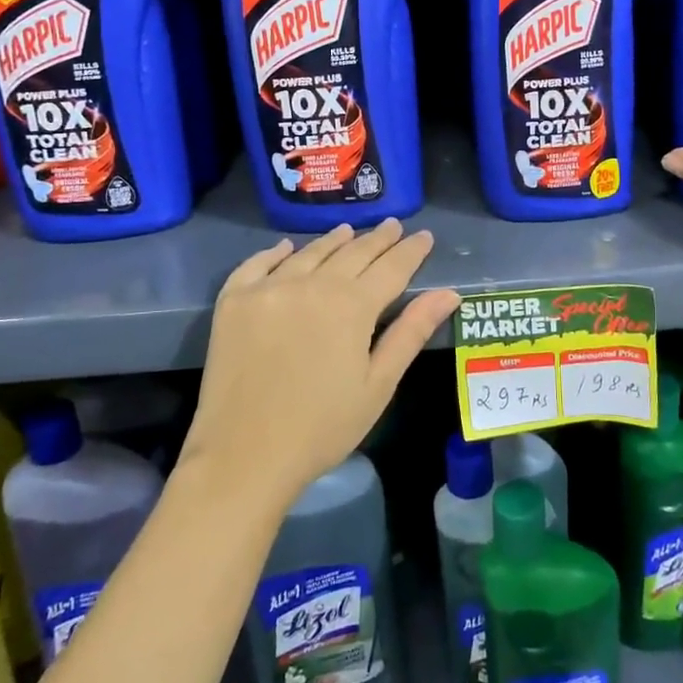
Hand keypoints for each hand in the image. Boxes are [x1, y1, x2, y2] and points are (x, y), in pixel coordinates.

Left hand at [183, 219, 459, 506]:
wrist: (243, 457)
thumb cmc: (322, 428)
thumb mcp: (378, 384)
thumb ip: (411, 332)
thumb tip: (449, 293)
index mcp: (351, 306)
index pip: (391, 267)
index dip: (411, 251)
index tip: (425, 236)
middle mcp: (310, 284)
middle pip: (352, 253)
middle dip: (377, 239)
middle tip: (393, 226)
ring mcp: (268, 288)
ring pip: (309, 253)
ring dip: (333, 240)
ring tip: (349, 231)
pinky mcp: (234, 300)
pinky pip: (257, 264)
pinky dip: (276, 252)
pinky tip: (287, 248)